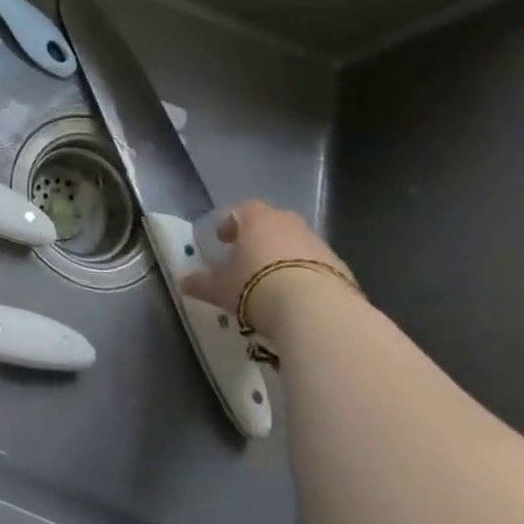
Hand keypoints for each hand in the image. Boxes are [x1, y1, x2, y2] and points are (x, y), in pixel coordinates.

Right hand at [182, 199, 353, 332]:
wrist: (318, 312)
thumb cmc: (257, 287)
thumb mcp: (219, 288)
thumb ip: (200, 282)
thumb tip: (181, 281)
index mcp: (256, 218)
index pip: (240, 210)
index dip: (229, 225)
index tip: (222, 242)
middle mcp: (289, 223)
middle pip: (271, 224)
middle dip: (259, 239)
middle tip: (248, 260)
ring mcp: (319, 244)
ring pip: (296, 245)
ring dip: (284, 258)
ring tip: (273, 285)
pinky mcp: (342, 269)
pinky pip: (317, 267)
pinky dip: (306, 276)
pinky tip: (298, 299)